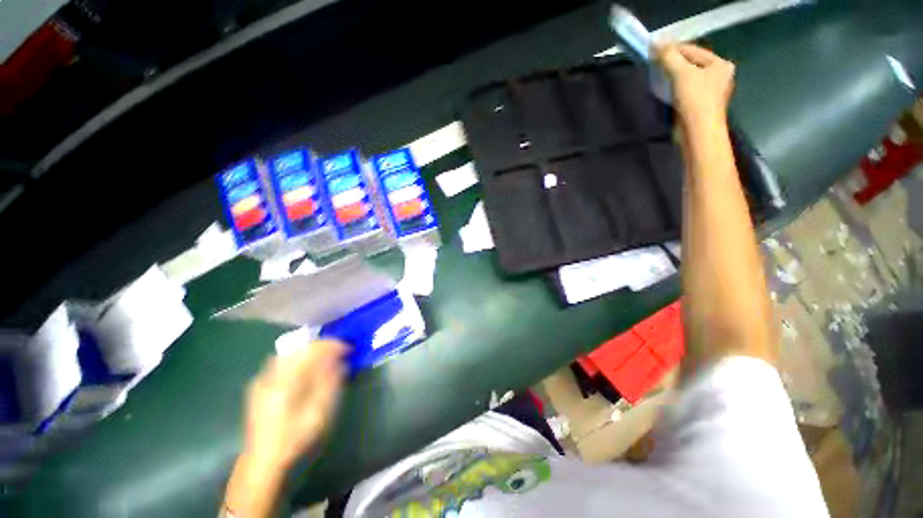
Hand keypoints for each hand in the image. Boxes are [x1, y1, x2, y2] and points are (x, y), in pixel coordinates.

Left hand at [243, 340, 346, 471]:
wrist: (263, 465)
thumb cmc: (295, 440)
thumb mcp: (319, 414)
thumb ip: (330, 383)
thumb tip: (339, 360)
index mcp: (285, 382)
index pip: (311, 351)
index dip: (333, 345)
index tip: (349, 348)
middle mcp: (271, 376)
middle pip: (299, 348)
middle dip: (322, 346)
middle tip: (340, 352)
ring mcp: (262, 381)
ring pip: (290, 354)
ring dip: (311, 351)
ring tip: (327, 357)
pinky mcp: (260, 387)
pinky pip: (282, 363)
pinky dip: (299, 359)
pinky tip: (307, 369)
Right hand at [656, 43, 734, 124]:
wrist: (698, 132)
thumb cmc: (695, 100)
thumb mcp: (681, 74)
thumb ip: (669, 57)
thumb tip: (656, 41)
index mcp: (720, 64)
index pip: (693, 51)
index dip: (673, 50)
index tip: (654, 53)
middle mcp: (719, 76)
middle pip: (691, 64)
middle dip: (673, 65)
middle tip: (654, 66)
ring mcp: (710, 92)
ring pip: (687, 79)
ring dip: (672, 78)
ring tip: (657, 78)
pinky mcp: (700, 106)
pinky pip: (685, 92)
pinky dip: (674, 90)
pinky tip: (664, 92)